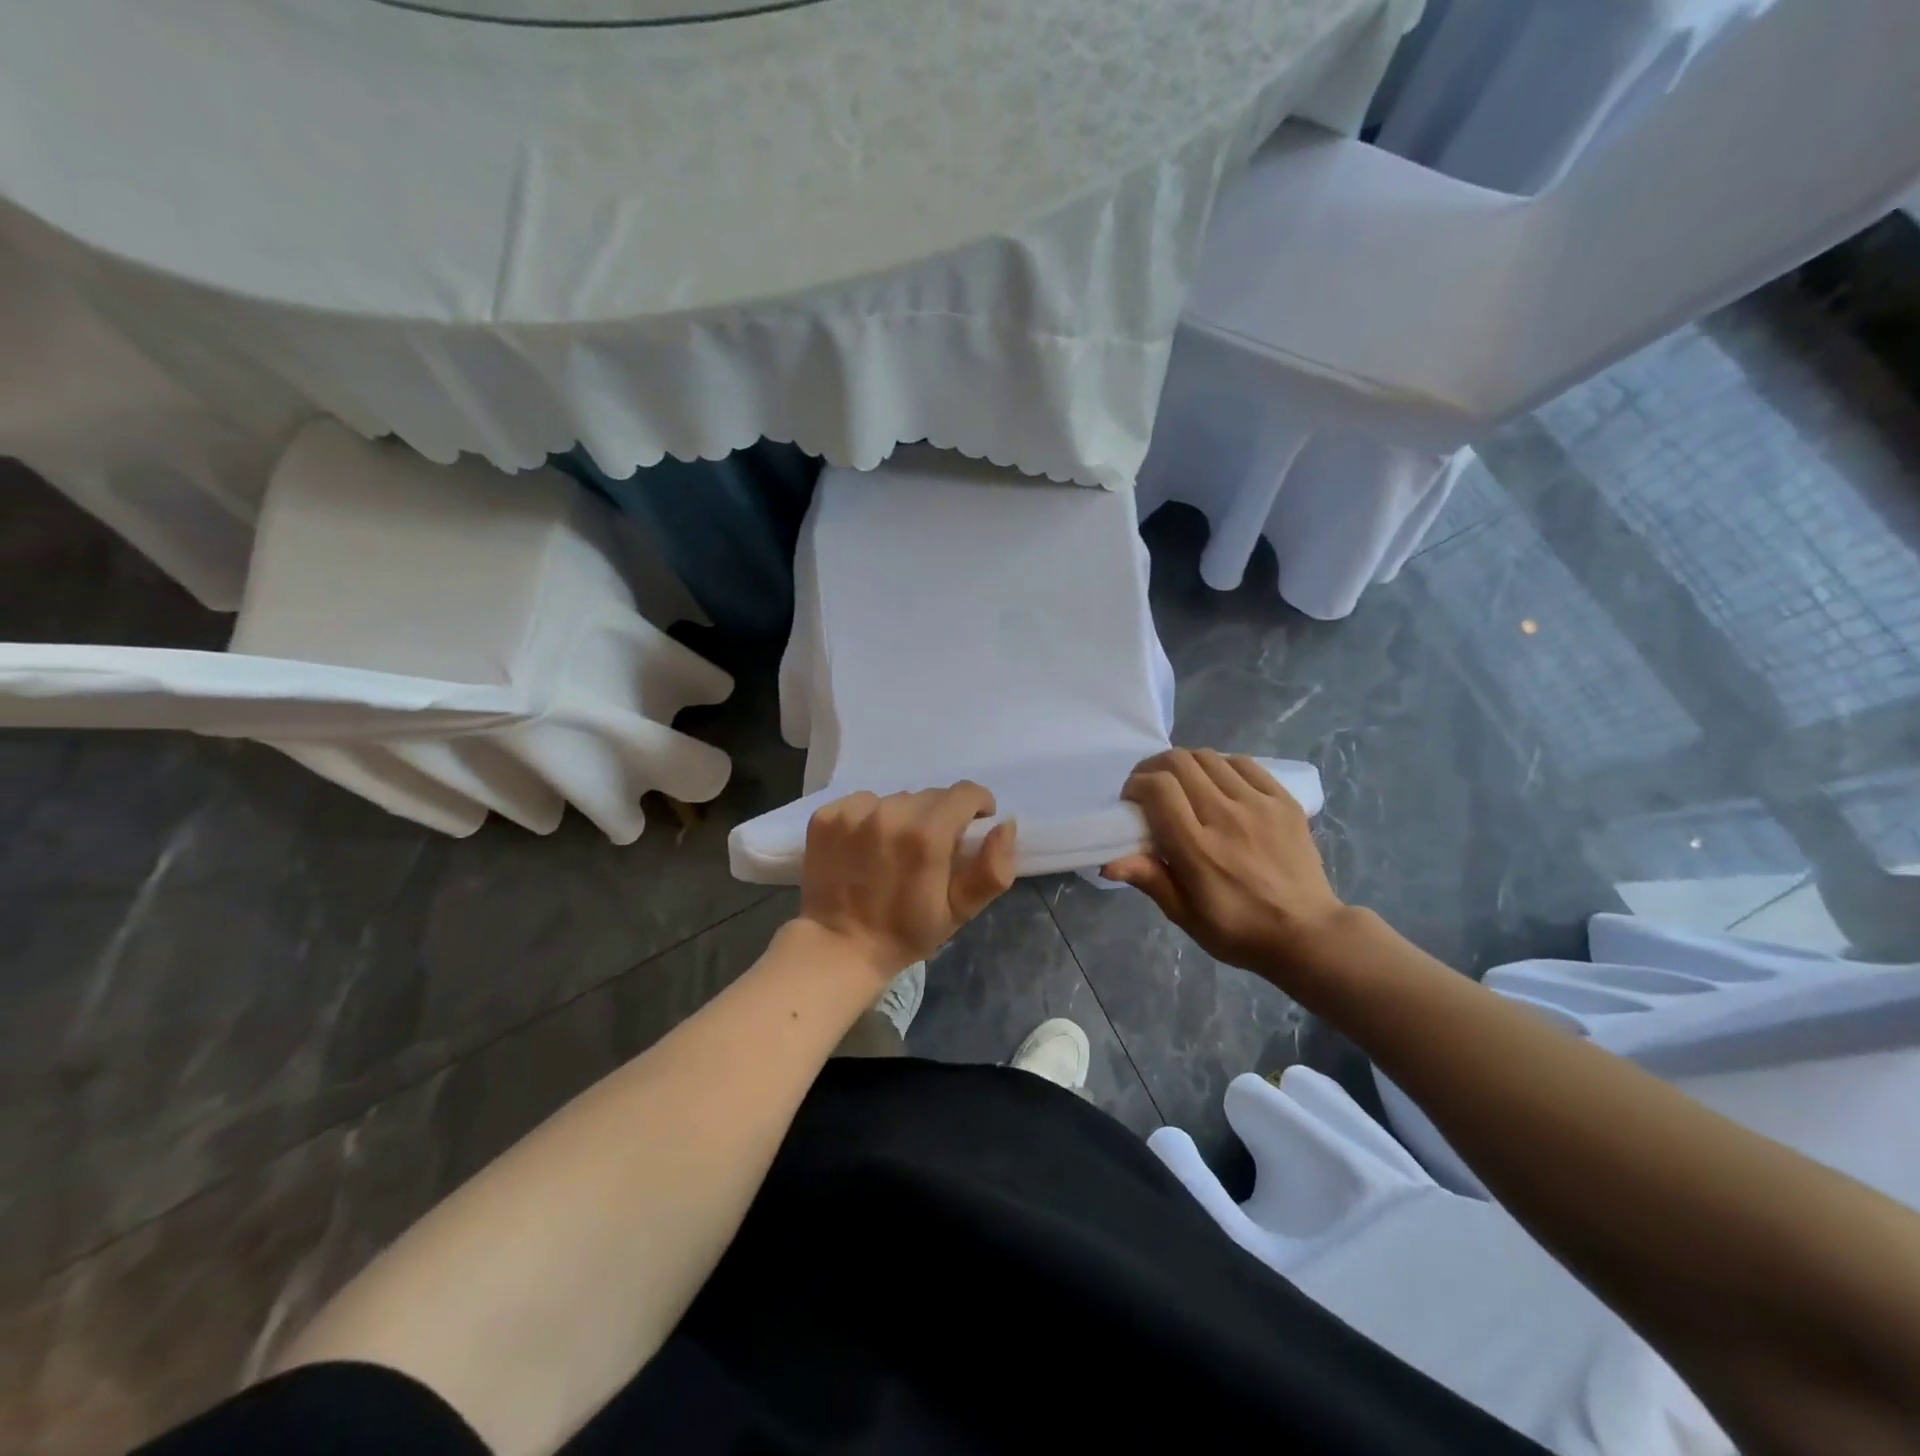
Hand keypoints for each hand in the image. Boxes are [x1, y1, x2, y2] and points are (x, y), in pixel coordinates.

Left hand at [798, 781, 1017, 982]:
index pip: (965, 793)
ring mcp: (853, 812)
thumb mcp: (960, 910)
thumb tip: (1004, 824)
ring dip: (903, 817)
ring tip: (893, 850)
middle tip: (929, 850)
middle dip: (939, 817)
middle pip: (930, 796)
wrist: (839, 947)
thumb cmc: (906, 931)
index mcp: (927, 834)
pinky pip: (862, 803)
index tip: (971, 827)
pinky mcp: (826, 816)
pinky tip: (864, 848)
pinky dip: (869, 819)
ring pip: (896, 799)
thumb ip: (992, 868)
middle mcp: (890, 813)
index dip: (976, 806)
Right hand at [1103, 749, 1347, 988]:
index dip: (1137, 784)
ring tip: (1183, 785)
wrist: (1307, 933)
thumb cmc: (1238, 930)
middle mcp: (1226, 816)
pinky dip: (1221, 765)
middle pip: (1179, 762)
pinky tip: (1218, 784)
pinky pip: (1243, 763)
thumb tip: (1108, 862)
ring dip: (1186, 765)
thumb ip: (1149, 879)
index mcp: (1197, 848)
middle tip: (1150, 788)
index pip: (1158, 788)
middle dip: (1154, 768)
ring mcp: (1258, 804)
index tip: (1131, 801)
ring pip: (1209, 757)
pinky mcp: (1283, 800)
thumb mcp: (1185, 915)